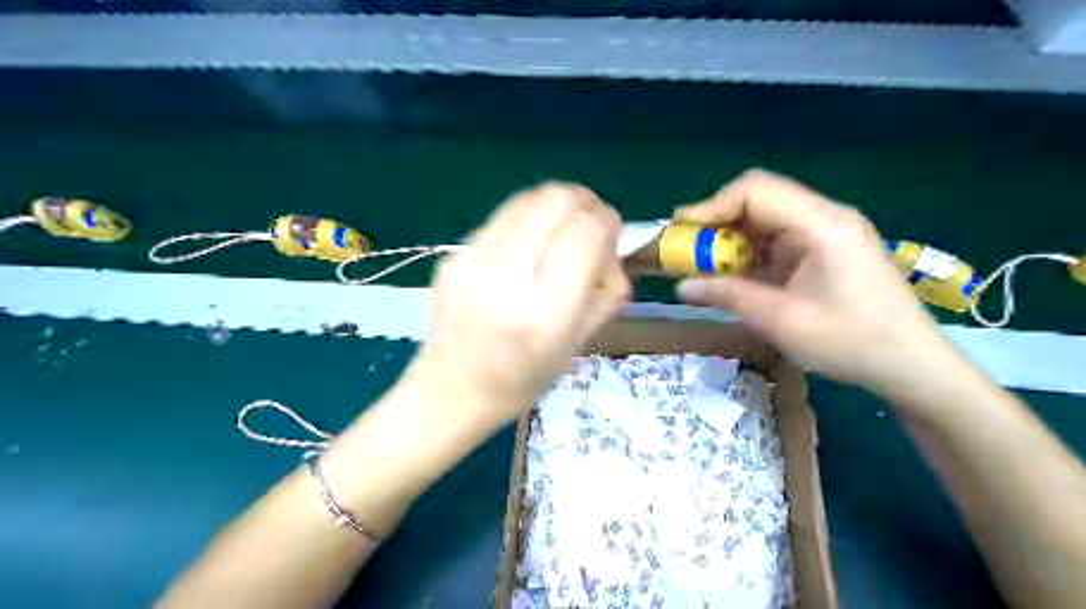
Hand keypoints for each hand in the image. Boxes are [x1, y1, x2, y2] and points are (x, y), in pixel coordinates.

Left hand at [407, 181, 633, 427]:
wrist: (452, 390)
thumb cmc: (523, 379)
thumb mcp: (578, 345)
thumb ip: (606, 292)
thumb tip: (611, 248)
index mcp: (546, 313)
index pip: (586, 232)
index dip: (608, 221)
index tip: (611, 235)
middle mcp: (507, 279)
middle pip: (556, 200)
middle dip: (584, 202)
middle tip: (589, 224)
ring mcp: (472, 263)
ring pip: (527, 198)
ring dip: (554, 205)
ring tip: (560, 229)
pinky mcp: (453, 257)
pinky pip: (501, 218)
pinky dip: (526, 221)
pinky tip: (526, 247)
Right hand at [676, 167, 952, 395]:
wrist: (912, 366)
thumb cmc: (852, 342)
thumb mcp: (781, 320)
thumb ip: (728, 296)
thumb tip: (680, 286)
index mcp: (822, 224)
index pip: (756, 190)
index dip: (712, 206)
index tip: (681, 232)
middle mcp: (824, 218)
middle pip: (759, 200)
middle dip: (716, 223)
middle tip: (686, 249)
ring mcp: (825, 234)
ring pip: (764, 220)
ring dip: (729, 240)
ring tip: (701, 265)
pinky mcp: (823, 252)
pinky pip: (775, 241)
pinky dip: (747, 254)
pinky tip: (731, 275)